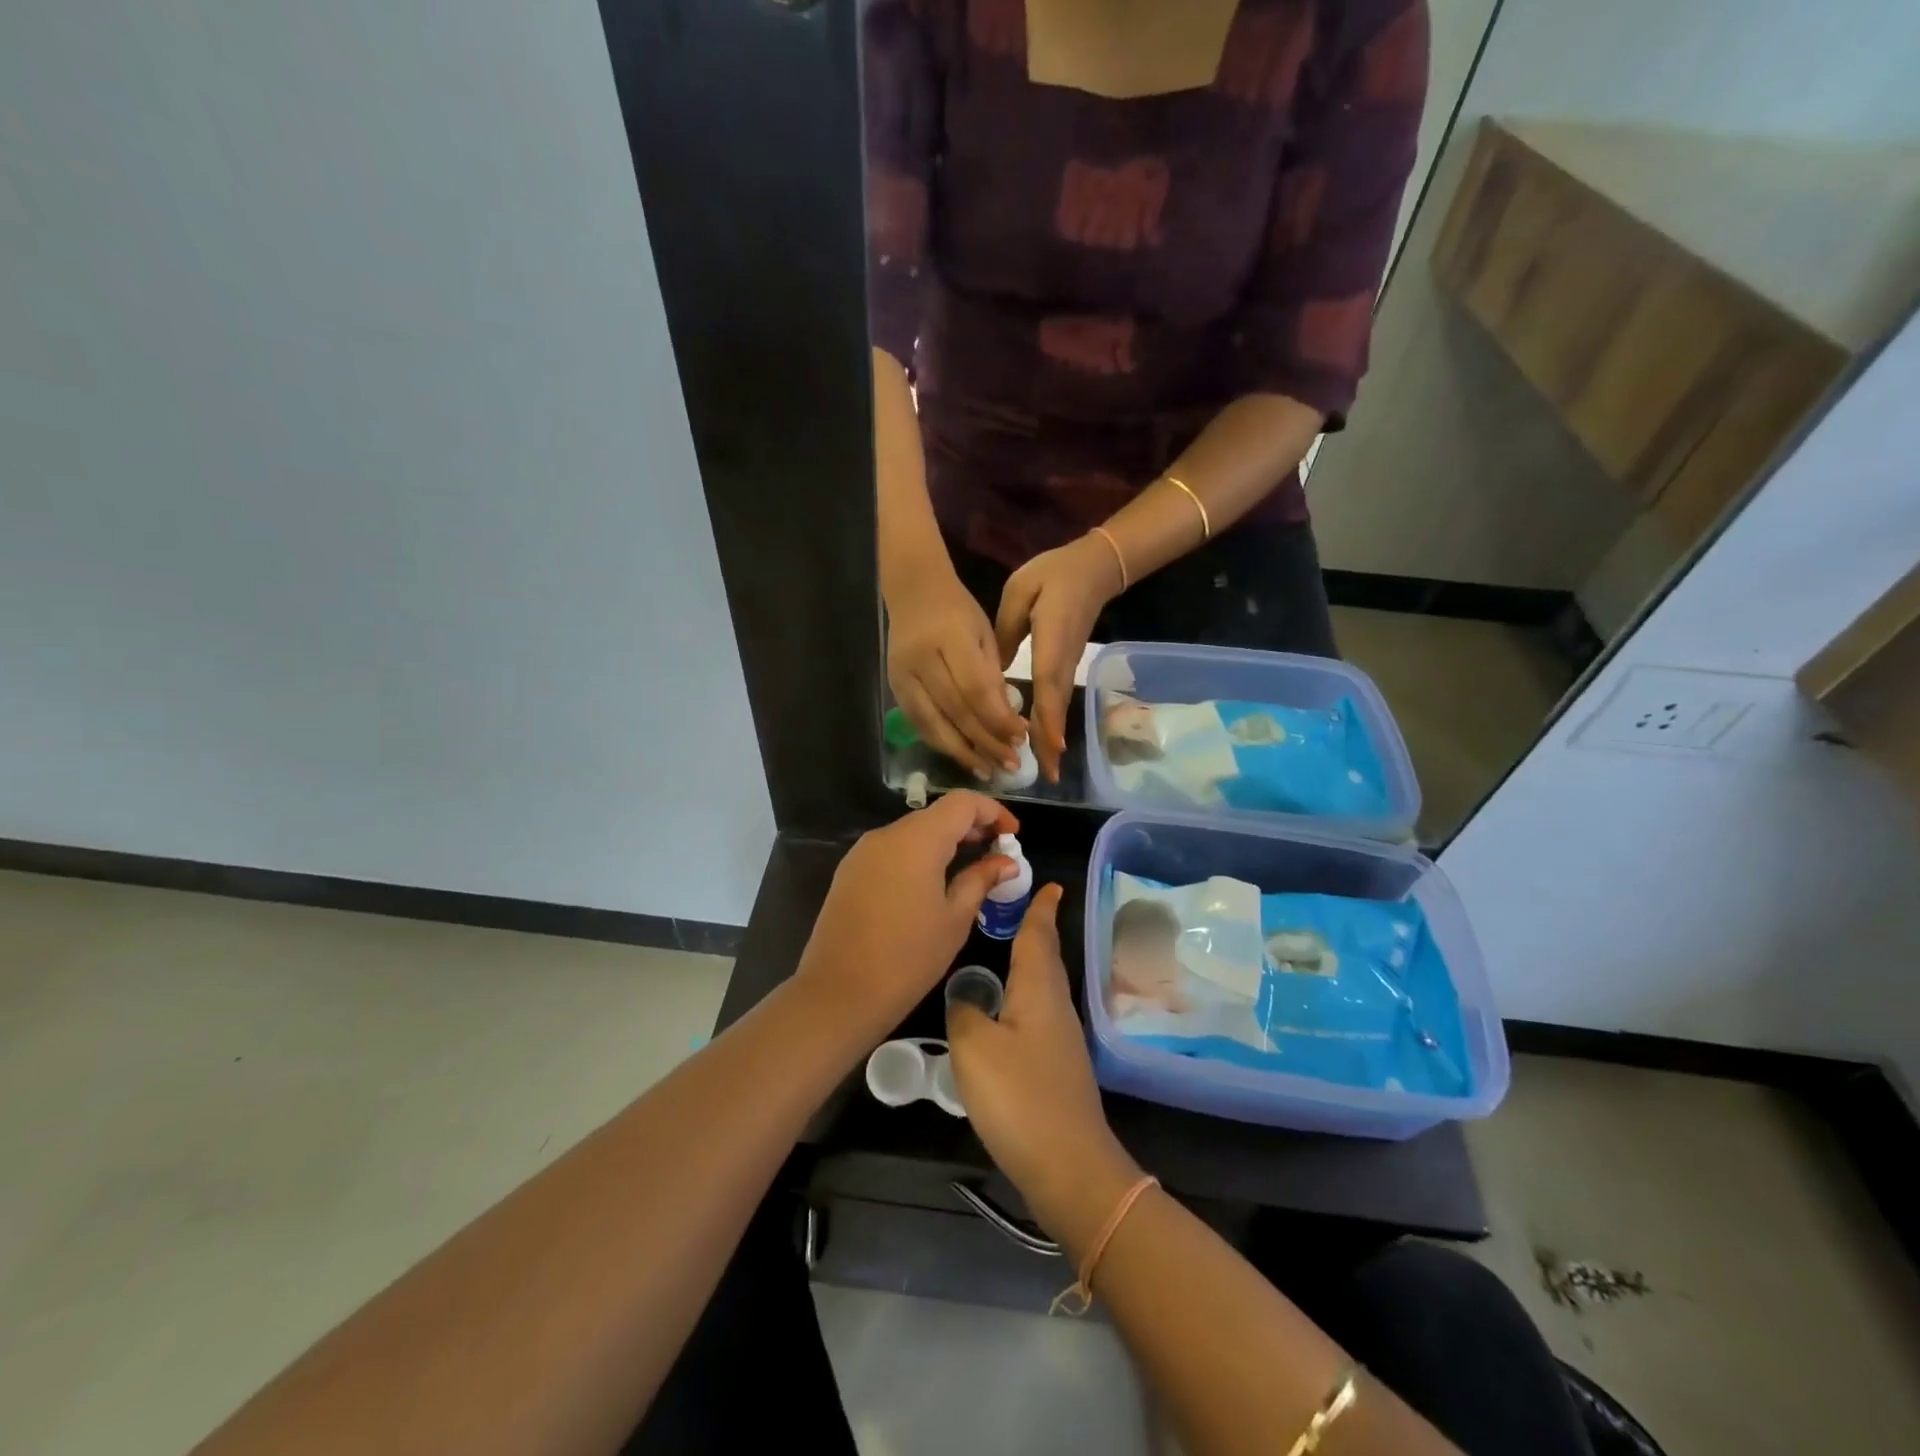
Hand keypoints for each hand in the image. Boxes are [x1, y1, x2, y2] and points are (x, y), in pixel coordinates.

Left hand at [794, 792, 1019, 1043]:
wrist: (838, 993)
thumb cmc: (908, 958)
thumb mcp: (955, 919)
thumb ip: (981, 880)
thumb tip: (1006, 861)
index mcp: (917, 840)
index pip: (962, 802)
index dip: (993, 812)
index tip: (1013, 835)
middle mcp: (887, 835)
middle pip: (936, 814)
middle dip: (971, 827)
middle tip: (998, 853)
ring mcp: (863, 852)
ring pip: (913, 832)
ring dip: (944, 841)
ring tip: (970, 868)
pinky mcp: (850, 871)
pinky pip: (893, 850)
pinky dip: (919, 855)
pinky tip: (933, 883)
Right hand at [888, 567, 1028, 778]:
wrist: (913, 592)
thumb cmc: (958, 611)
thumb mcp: (984, 635)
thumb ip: (993, 677)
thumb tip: (1007, 724)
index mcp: (950, 638)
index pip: (976, 688)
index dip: (999, 718)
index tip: (1021, 738)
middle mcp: (921, 659)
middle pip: (955, 711)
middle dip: (986, 741)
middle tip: (1011, 764)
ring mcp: (902, 676)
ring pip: (933, 724)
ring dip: (963, 752)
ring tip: (988, 771)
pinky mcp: (893, 688)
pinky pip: (919, 724)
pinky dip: (942, 743)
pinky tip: (962, 756)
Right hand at [946, 885, 1137, 1244]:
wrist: (1069, 1166)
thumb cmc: (1020, 1096)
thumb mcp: (974, 1047)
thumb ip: (964, 1012)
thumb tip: (966, 997)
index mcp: (1039, 990)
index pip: (1039, 936)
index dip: (1041, 909)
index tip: (1050, 884)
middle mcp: (1056, 1007)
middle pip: (1046, 958)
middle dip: (1038, 930)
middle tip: (1026, 907)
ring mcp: (1062, 1039)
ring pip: (1044, 986)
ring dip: (1032, 962)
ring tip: (1013, 948)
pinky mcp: (1057, 1068)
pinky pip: (1040, 1013)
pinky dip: (1026, 995)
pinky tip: (1010, 1009)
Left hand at [995, 534, 1122, 782]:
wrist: (1093, 568)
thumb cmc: (1054, 575)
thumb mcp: (1021, 592)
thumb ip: (1007, 629)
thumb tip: (994, 669)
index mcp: (1051, 641)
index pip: (1048, 685)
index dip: (1047, 717)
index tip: (1047, 747)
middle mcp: (1062, 661)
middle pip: (1056, 706)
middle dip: (1051, 741)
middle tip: (1046, 775)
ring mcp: (1067, 665)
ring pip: (1058, 706)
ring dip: (1052, 737)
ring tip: (1047, 769)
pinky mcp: (1066, 665)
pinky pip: (1057, 698)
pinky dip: (1051, 722)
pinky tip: (1044, 740)